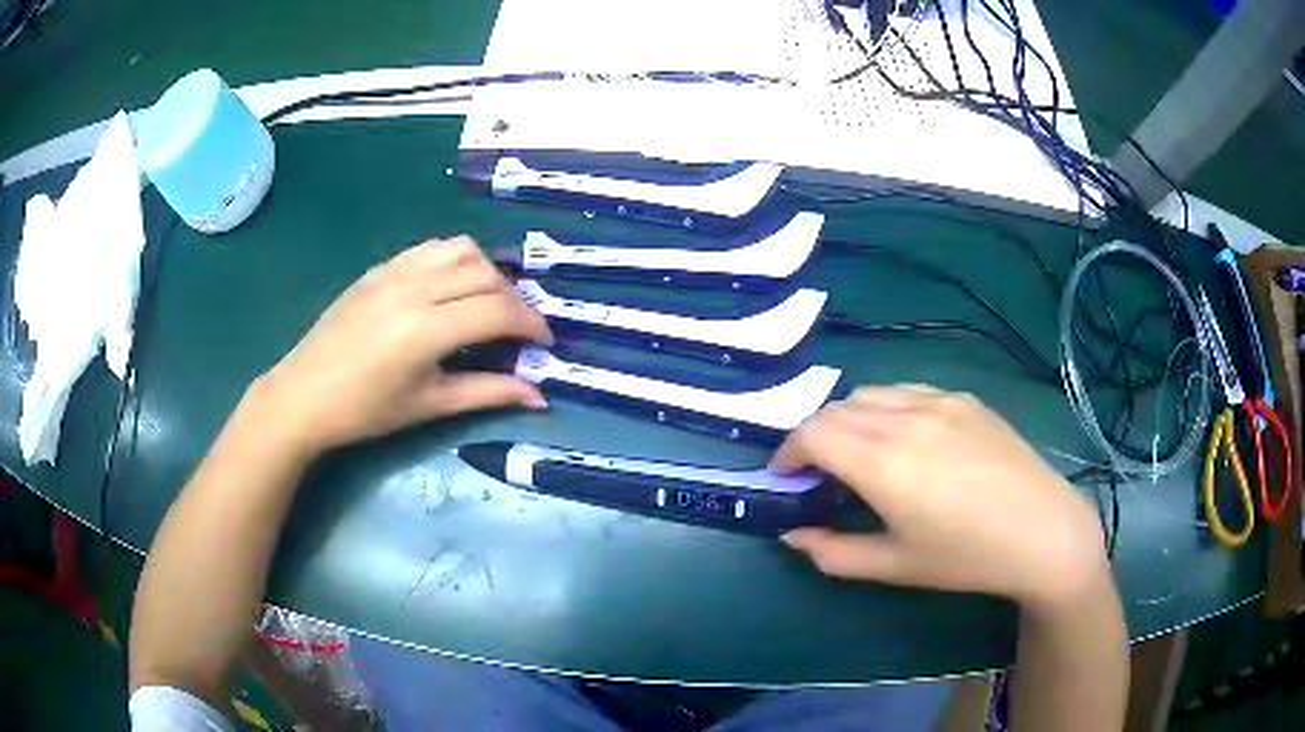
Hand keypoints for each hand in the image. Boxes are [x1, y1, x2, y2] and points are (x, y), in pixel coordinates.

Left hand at [254, 237, 551, 452]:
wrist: (303, 395)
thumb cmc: (364, 411)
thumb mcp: (428, 405)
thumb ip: (487, 393)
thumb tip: (539, 397)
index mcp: (426, 329)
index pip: (498, 311)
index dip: (531, 324)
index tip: (545, 343)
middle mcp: (414, 288)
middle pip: (486, 275)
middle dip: (515, 300)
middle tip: (520, 330)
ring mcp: (395, 271)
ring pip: (462, 249)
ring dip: (488, 272)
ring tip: (489, 302)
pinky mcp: (380, 268)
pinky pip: (431, 248)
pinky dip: (456, 259)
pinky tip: (453, 286)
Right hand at [775, 386, 1108, 610]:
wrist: (1042, 531)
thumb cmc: (966, 557)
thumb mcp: (894, 566)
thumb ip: (833, 553)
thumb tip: (792, 535)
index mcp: (883, 462)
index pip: (812, 433)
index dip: (787, 452)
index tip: (783, 475)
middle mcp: (906, 418)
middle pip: (836, 408)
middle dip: (813, 436)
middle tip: (818, 471)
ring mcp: (939, 401)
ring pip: (871, 393)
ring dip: (848, 418)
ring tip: (858, 452)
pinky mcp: (964, 398)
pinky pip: (908, 390)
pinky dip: (886, 407)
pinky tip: (903, 437)